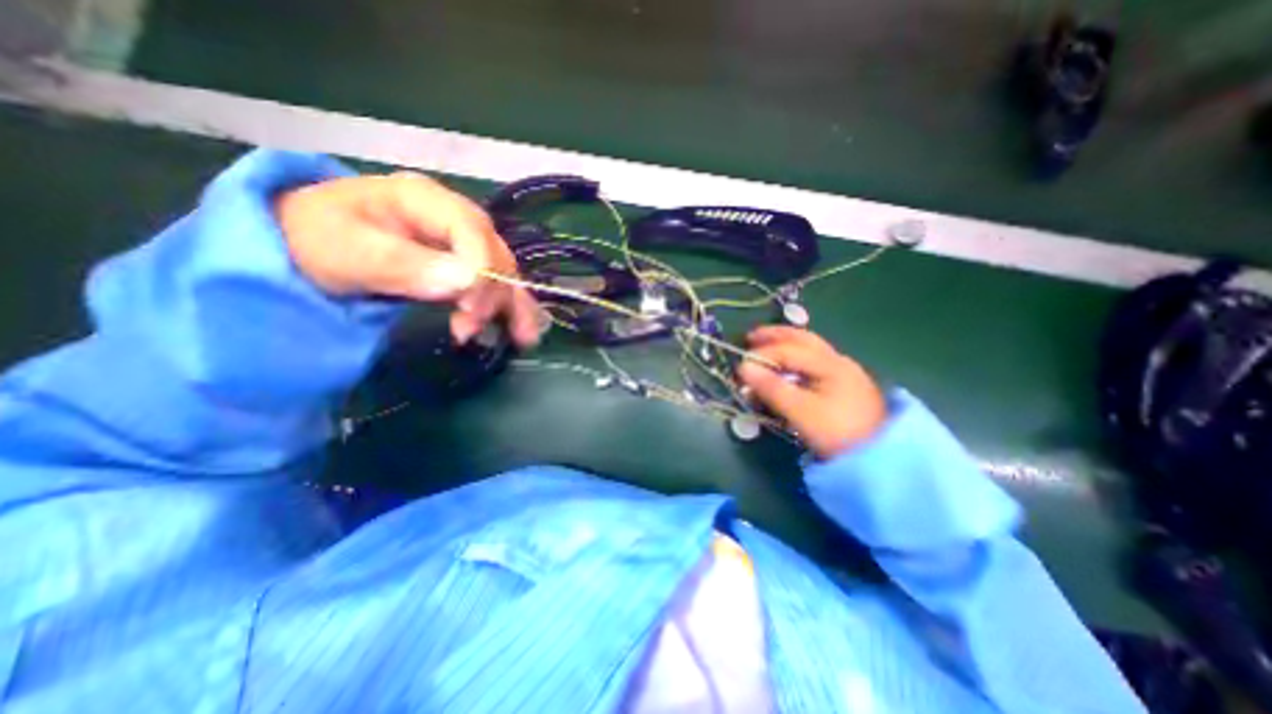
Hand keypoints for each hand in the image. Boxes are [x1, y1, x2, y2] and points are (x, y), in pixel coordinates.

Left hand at [277, 169, 538, 344]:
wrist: (305, 241)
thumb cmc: (320, 239)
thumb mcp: (348, 249)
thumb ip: (404, 264)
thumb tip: (466, 281)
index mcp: (425, 199)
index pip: (471, 229)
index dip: (481, 267)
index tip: (471, 306)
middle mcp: (455, 218)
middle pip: (494, 252)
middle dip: (492, 292)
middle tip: (471, 327)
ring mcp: (465, 243)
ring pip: (503, 272)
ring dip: (512, 305)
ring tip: (521, 337)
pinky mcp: (466, 265)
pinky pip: (498, 285)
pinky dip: (512, 308)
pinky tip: (522, 330)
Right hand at [736, 325, 886, 456]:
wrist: (880, 457)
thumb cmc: (837, 432)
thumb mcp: (801, 411)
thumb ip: (772, 387)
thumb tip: (744, 368)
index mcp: (829, 364)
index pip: (788, 350)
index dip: (762, 354)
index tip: (741, 366)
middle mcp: (837, 360)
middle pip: (802, 339)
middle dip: (775, 335)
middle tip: (751, 337)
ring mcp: (843, 371)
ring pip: (810, 348)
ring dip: (785, 344)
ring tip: (765, 346)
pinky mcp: (844, 385)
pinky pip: (814, 361)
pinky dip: (795, 357)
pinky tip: (787, 365)